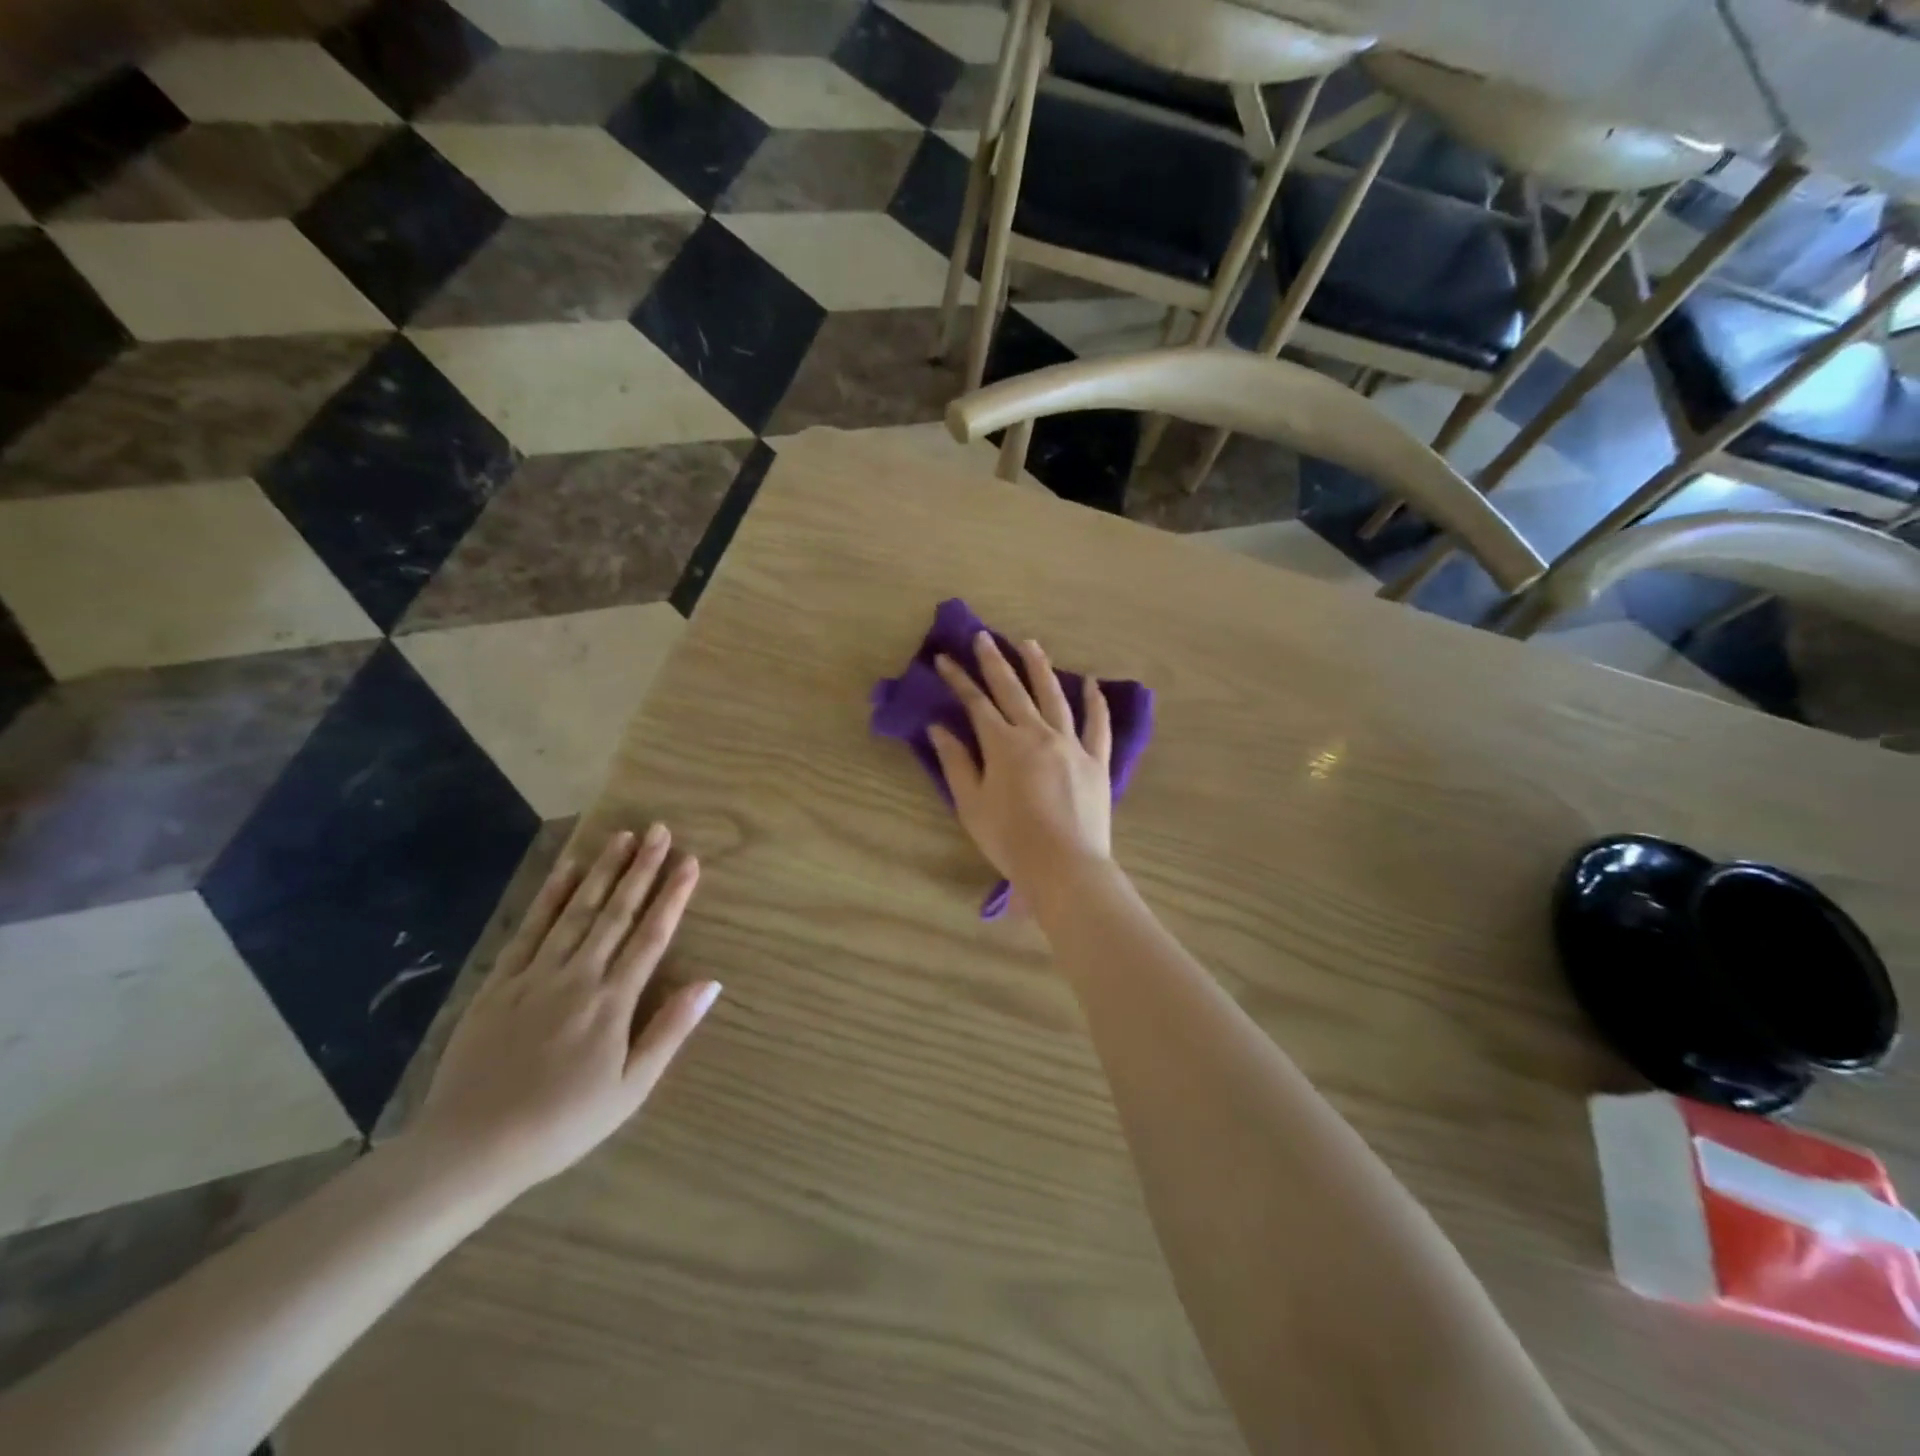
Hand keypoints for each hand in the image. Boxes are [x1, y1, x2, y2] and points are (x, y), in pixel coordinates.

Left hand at [411, 827, 719, 1197]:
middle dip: (641, 869)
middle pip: (616, 913)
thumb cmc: (562, 1124)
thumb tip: (710, 983)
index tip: (689, 861)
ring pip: (576, 912)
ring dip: (602, 871)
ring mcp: (535, 976)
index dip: (672, 896)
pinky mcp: (499, 983)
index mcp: (613, 1002)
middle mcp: (578, 976)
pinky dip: (549, 896)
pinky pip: (530, 930)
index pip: (651, 936)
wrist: (469, 1148)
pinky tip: (566, 870)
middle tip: (659, 831)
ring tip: (623, 836)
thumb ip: (669, 1031)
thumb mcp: (630, 1089)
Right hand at [928, 632, 1113, 895]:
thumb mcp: (971, 804)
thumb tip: (939, 727)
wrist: (1064, 866)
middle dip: (995, 661)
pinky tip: (1091, 683)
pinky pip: (1098, 724)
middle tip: (984, 637)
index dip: (958, 679)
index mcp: (1004, 744)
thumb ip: (956, 762)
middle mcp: (1037, 733)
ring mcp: (1071, 744)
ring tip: (1030, 643)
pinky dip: (1095, 701)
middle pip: (1013, 689)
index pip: (976, 703)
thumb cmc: (1010, 839)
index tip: (944, 658)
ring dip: (1040, 667)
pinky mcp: (1096, 760)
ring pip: (1054, 696)